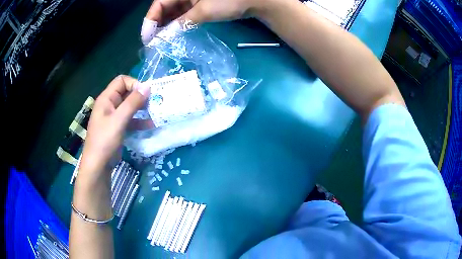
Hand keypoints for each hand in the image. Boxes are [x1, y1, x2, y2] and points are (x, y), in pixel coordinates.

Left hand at [79, 75, 149, 177]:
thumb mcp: (119, 120)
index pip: (121, 81)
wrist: (98, 165)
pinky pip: (130, 119)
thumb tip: (147, 87)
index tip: (145, 94)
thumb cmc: (105, 140)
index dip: (134, 84)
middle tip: (153, 103)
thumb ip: (132, 103)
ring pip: (129, 107)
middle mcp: (110, 105)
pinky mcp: (118, 128)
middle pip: (126, 93)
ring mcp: (114, 117)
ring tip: (154, 113)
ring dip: (141, 109)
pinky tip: (150, 126)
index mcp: (106, 99)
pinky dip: (139, 121)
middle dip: (140, 97)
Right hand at [141, 0, 266, 44]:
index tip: (147, 38)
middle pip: (164, 8)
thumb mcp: (203, 11)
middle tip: (153, 43)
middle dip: (158, 24)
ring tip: (162, 42)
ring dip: (167, 26)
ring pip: (173, 12)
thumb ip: (182, 23)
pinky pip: (183, 15)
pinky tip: (175, 35)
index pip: (159, 3)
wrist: (253, 1)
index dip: (151, 20)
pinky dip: (178, 24)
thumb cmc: (229, 1)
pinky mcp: (199, 5)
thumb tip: (164, 38)